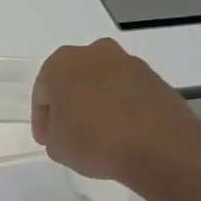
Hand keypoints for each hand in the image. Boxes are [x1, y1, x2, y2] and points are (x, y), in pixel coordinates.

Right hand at [31, 39, 200, 189]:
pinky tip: (120, 132)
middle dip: (69, 104)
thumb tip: (68, 126)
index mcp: (62, 63)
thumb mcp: (56, 147)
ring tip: (98, 134)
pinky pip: (125, 92)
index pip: (42, 94)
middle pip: (72, 81)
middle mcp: (95, 53)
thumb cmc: (94, 141)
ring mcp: (128, 62)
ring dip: (95, 103)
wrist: (159, 146)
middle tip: (69, 132)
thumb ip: (54, 131)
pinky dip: (119, 107)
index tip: (47, 140)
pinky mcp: (154, 77)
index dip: (42, 121)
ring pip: (101, 84)